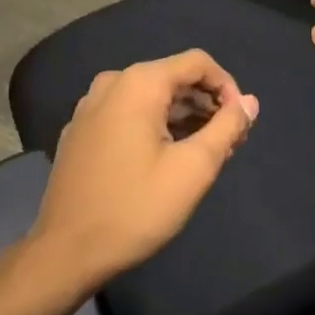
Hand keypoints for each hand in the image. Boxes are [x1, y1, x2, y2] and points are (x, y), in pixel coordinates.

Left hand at [29, 50, 258, 290]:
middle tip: (228, 143)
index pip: (197, 63)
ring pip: (150, 97)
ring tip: (203, 153)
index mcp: (139, 83)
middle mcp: (113, 82)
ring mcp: (91, 105)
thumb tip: (249, 102)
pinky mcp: (81, 130)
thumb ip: (226, 129)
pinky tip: (165, 158)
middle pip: (173, 78)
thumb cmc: (135, 208)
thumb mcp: (192, 169)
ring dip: (182, 116)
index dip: (227, 87)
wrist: (64, 252)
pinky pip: (127, 113)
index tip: (241, 123)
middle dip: (206, 104)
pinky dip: (153, 125)